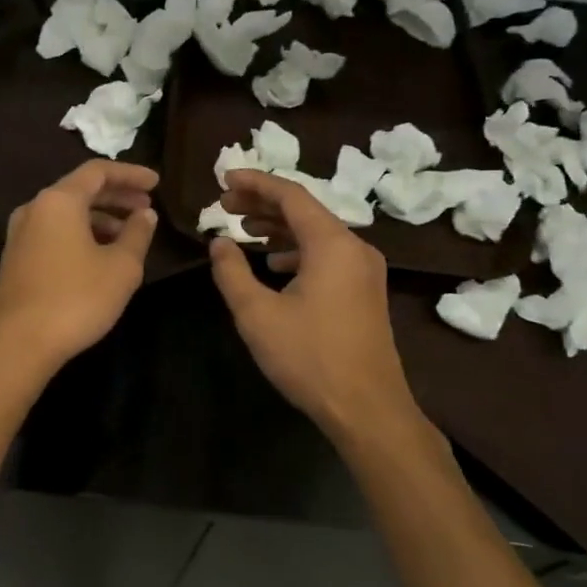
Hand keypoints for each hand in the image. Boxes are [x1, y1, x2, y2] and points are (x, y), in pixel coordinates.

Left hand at [0, 159, 159, 376]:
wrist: (16, 343)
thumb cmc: (75, 299)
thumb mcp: (121, 268)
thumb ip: (137, 234)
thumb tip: (145, 215)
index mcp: (59, 201)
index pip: (98, 171)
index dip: (130, 174)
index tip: (156, 184)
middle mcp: (35, 209)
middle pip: (80, 190)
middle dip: (117, 197)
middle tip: (146, 208)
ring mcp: (21, 234)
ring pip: (66, 214)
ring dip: (100, 218)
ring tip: (129, 236)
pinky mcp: (16, 259)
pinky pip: (54, 233)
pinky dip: (81, 234)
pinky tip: (100, 256)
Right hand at [209, 170, 419, 438]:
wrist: (368, 408)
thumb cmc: (309, 357)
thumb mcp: (257, 314)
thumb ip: (232, 272)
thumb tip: (219, 242)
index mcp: (331, 244)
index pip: (290, 195)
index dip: (255, 183)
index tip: (223, 178)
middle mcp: (354, 247)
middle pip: (304, 210)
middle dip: (263, 204)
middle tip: (225, 205)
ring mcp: (364, 270)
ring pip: (316, 233)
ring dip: (279, 227)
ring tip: (243, 229)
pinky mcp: (365, 291)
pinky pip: (327, 254)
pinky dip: (297, 250)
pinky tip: (274, 263)